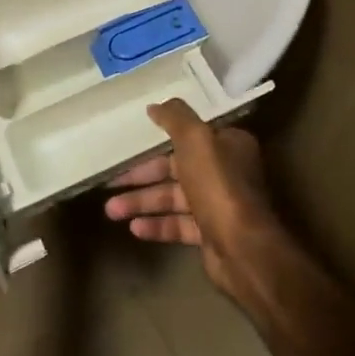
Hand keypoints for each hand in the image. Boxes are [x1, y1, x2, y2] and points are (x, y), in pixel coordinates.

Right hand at [103, 98, 280, 307]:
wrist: (243, 249)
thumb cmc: (218, 185)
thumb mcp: (195, 139)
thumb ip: (175, 117)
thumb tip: (155, 106)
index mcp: (227, 145)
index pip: (189, 136)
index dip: (158, 138)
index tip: (132, 141)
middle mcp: (225, 172)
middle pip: (175, 168)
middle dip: (142, 176)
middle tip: (111, 182)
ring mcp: (217, 205)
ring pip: (173, 198)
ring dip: (142, 202)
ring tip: (111, 210)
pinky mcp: (211, 234)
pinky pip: (179, 225)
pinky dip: (157, 225)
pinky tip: (134, 228)